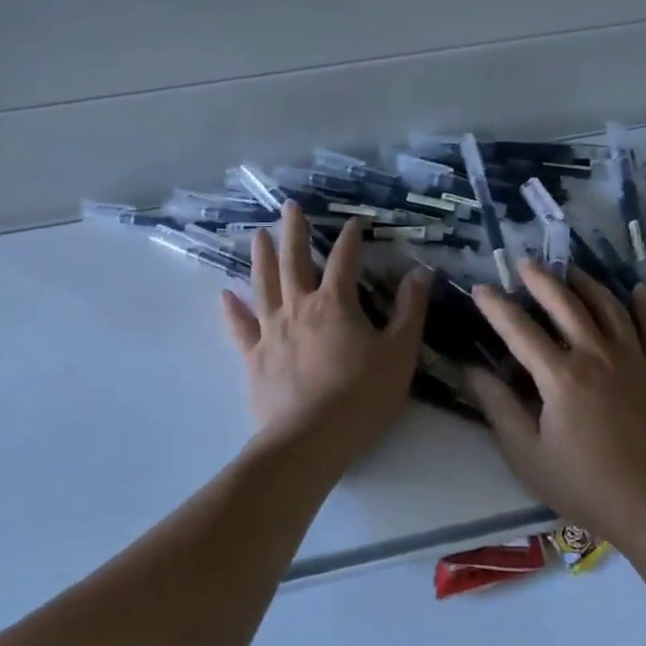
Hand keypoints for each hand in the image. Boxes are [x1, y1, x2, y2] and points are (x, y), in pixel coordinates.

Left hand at [221, 202, 431, 469]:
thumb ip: (410, 310)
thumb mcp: (400, 352)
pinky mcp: (255, 358)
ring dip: (262, 258)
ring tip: (258, 235)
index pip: (344, 259)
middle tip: (290, 207)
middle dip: (295, 232)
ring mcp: (272, 331)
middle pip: (295, 261)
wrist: (311, 439)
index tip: (354, 221)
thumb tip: (421, 272)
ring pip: (264, 285)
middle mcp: (299, 307)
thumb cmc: (362, 395)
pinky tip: (225, 295)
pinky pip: (241, 328)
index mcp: (336, 303)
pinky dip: (233, 310)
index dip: (351, 238)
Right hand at [466, 262, 645, 548]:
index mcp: (561, 377)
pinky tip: (639, 291)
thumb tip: (472, 371)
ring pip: (609, 309)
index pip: (519, 330)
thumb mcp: (530, 456)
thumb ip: (500, 408)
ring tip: (572, 271)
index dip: (496, 306)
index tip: (480, 288)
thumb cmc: (588, 487)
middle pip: (566, 305)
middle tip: (526, 262)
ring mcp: (635, 361)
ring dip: (588, 285)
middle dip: (542, 280)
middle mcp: (597, 356)